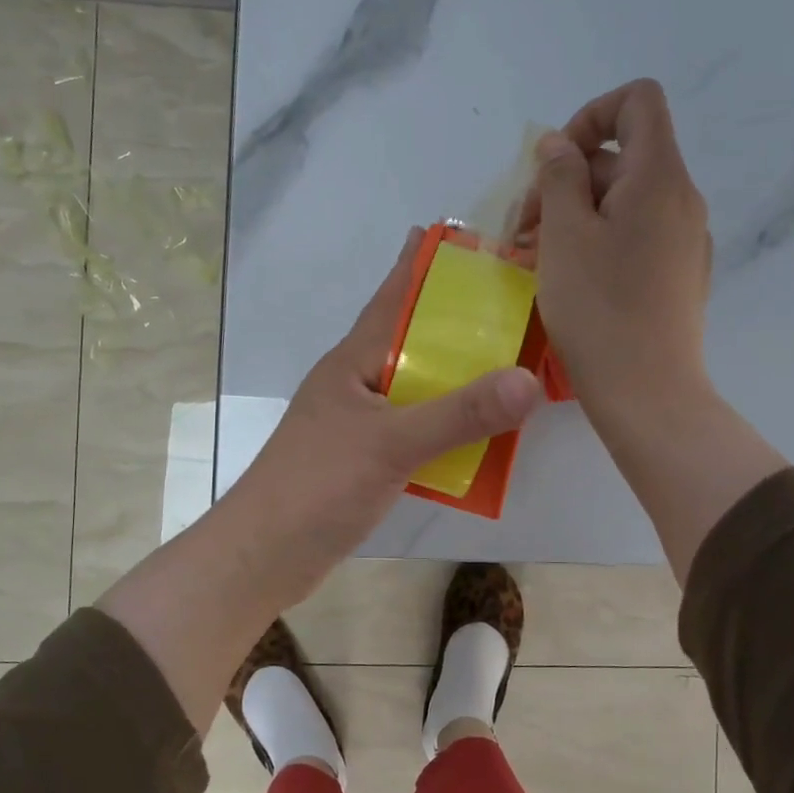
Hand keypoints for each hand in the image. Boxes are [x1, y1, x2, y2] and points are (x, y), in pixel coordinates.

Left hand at [223, 228, 544, 603]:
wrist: (265, 555)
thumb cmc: (317, 486)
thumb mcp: (391, 444)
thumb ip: (459, 414)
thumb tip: (528, 380)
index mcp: (354, 361)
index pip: (394, 297)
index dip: (424, 264)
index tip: (464, 236)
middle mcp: (358, 383)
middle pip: (415, 340)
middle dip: (459, 322)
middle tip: (515, 305)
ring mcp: (361, 423)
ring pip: (420, 387)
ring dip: (459, 376)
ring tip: (511, 363)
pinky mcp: (367, 460)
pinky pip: (419, 429)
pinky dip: (451, 425)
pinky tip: (484, 432)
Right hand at [525, 79, 712, 425]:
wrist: (647, 393)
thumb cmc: (599, 309)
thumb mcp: (564, 234)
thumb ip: (559, 176)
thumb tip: (559, 146)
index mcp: (659, 177)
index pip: (637, 101)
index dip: (590, 115)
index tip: (554, 164)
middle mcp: (682, 199)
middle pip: (622, 157)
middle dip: (566, 180)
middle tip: (523, 228)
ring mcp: (684, 241)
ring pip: (623, 202)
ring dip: (575, 215)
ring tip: (534, 257)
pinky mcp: (678, 276)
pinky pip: (635, 237)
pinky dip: (599, 242)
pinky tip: (569, 279)